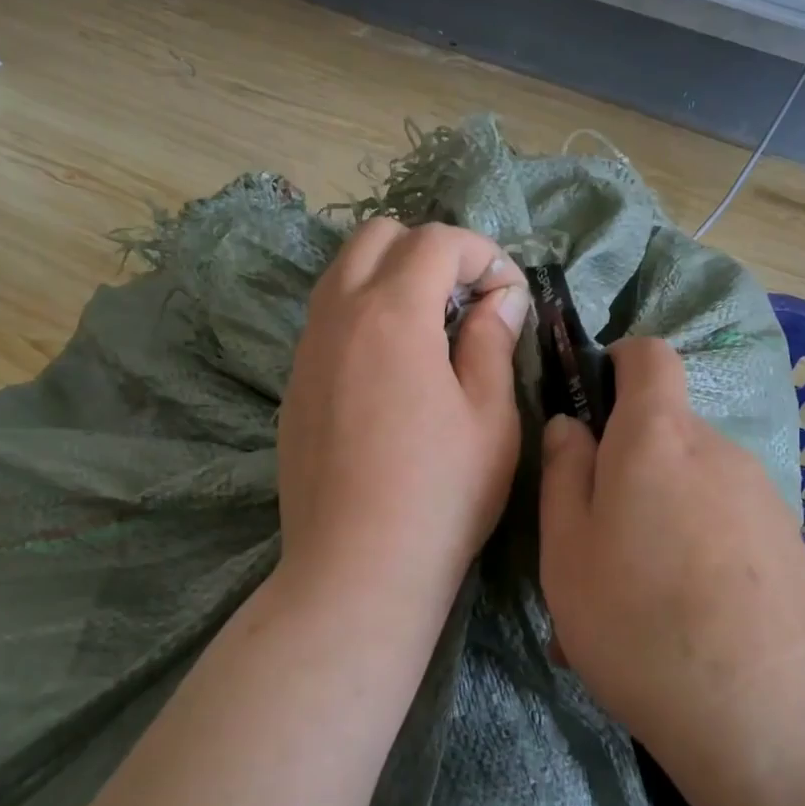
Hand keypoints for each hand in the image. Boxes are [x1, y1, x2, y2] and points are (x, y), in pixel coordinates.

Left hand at [277, 218, 528, 627]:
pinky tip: (394, 370)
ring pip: (344, 273)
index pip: (435, 241)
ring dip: (393, 278)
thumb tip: (499, 297)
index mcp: (392, 314)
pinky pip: (328, 319)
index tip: (510, 295)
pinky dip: (365, 314)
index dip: (483, 254)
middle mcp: (338, 317)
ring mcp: (307, 351)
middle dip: (430, 251)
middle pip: (377, 237)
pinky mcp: (295, 386)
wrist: (357, 569)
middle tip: (468, 301)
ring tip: (433, 330)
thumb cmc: (441, 493)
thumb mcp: (490, 416)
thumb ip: (492, 341)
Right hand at [538, 338, 804, 766]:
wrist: (773, 716)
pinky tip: (673, 627)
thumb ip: (564, 473)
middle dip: (624, 469)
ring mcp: (761, 496)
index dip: (616, 363)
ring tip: (627, 606)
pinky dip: (689, 553)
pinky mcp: (786, 543)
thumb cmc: (640, 620)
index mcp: (658, 436)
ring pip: (688, 488)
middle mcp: (717, 449)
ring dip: (653, 522)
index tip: (589, 407)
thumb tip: (572, 425)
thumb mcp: (567, 550)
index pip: (648, 355)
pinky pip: (720, 527)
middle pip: (664, 434)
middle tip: (591, 547)